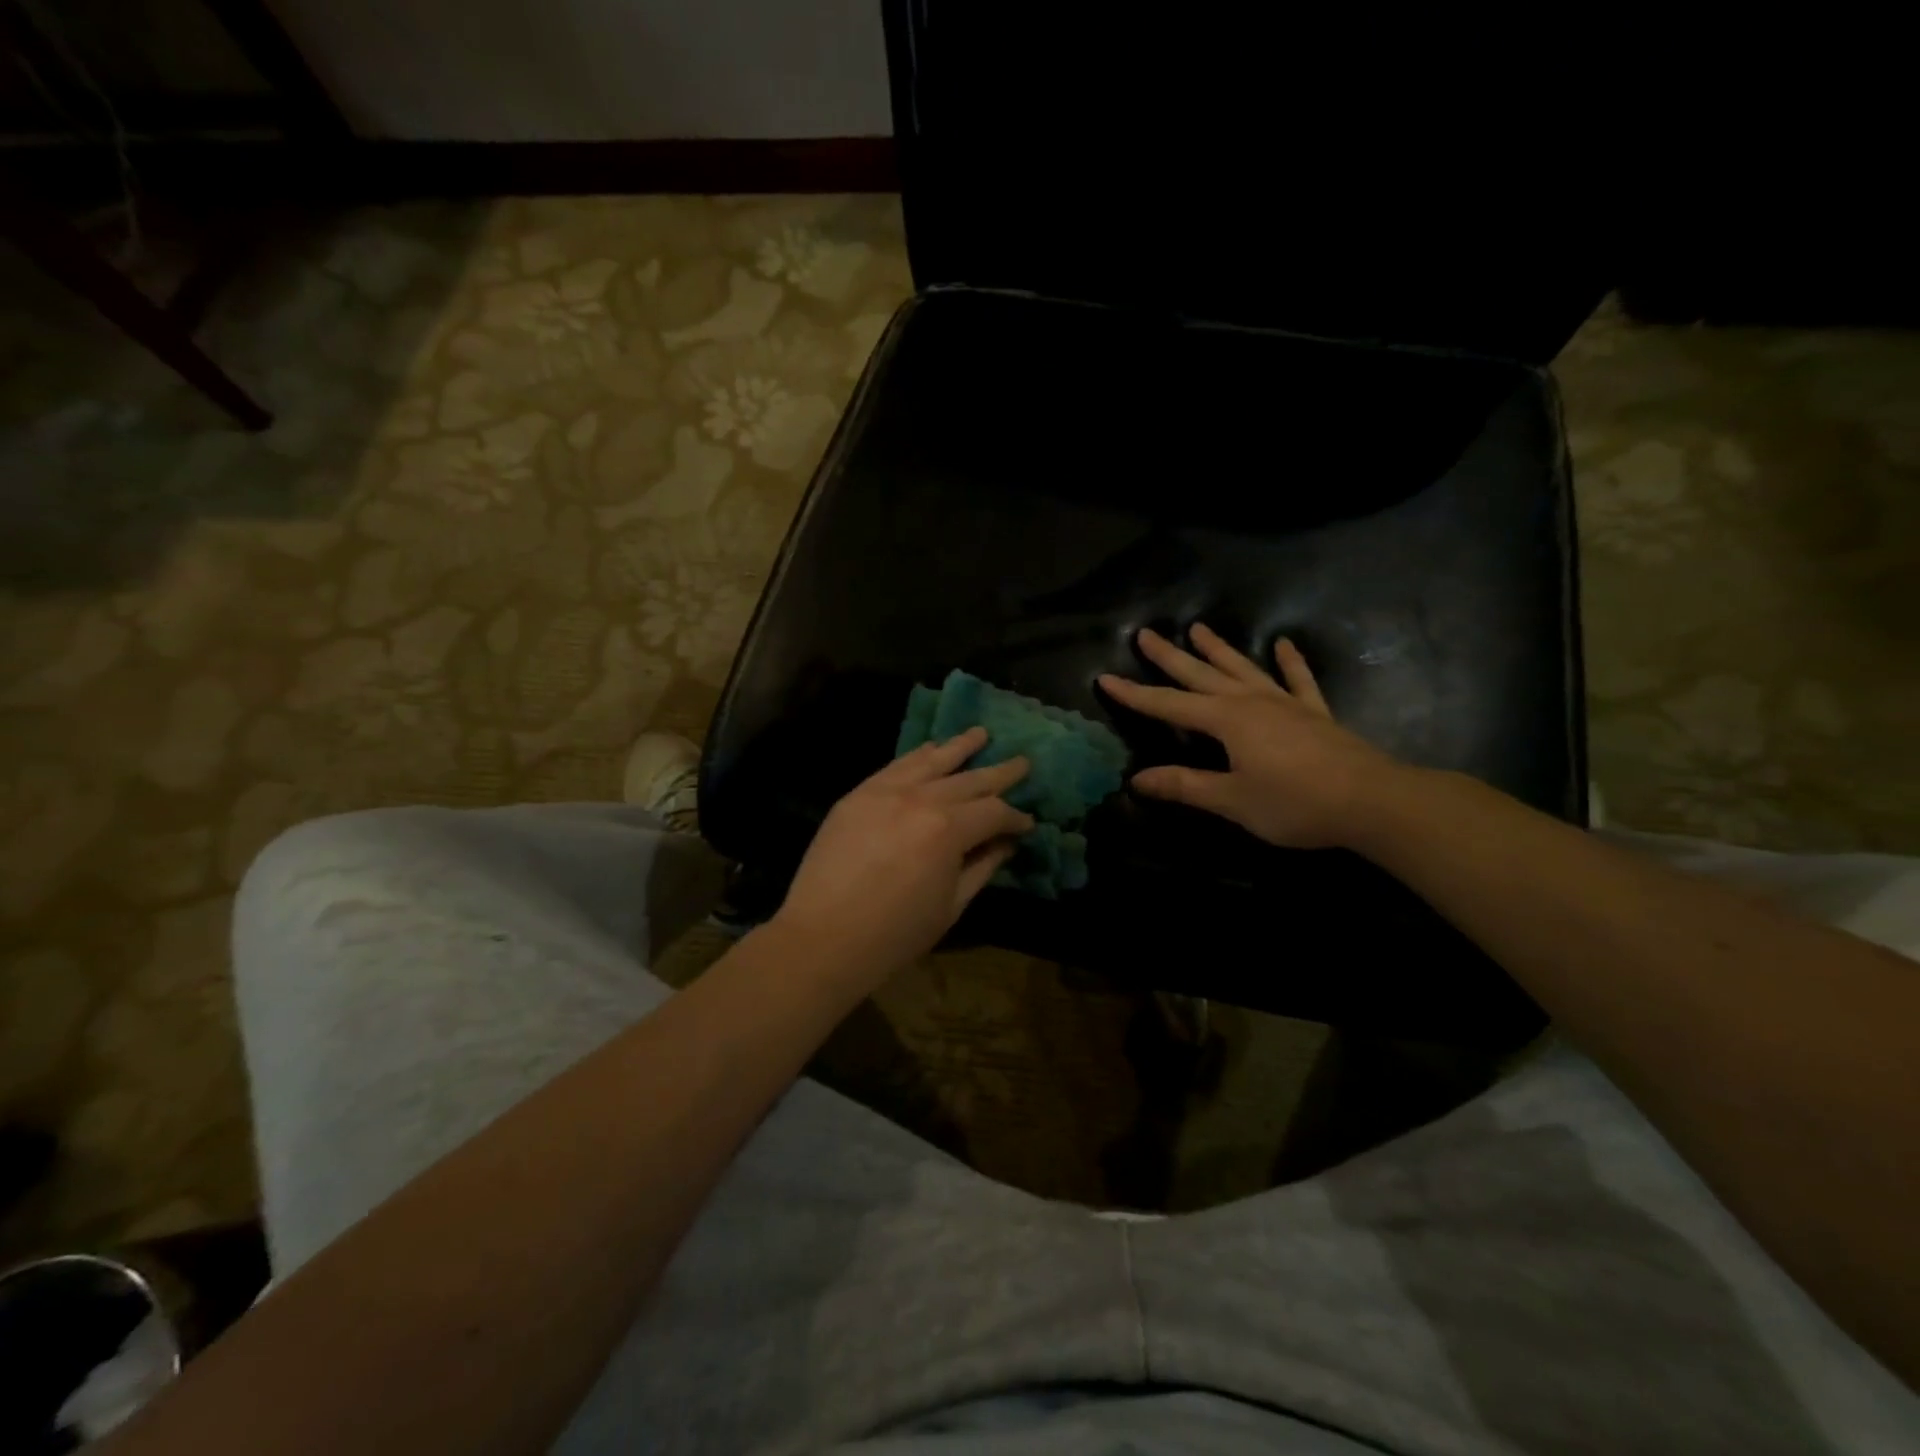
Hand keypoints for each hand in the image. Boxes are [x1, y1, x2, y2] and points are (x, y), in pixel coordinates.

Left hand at [775, 728, 1033, 979]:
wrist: (822, 939)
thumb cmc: (895, 934)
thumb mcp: (950, 906)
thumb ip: (982, 867)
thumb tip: (1006, 843)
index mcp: (947, 830)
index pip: (993, 812)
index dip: (1015, 818)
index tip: (1028, 824)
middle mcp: (919, 798)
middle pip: (968, 779)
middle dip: (1000, 772)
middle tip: (1023, 762)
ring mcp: (885, 792)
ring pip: (931, 761)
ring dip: (959, 746)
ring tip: (981, 733)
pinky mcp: (858, 794)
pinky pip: (895, 766)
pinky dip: (917, 755)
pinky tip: (931, 749)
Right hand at [1098, 624, 1403, 849]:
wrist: (1371, 801)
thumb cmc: (1295, 803)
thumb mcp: (1232, 800)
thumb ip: (1185, 786)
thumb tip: (1137, 779)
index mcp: (1226, 721)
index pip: (1168, 705)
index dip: (1135, 695)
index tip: (1105, 678)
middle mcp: (1250, 702)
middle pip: (1201, 674)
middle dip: (1170, 657)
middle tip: (1145, 634)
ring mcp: (1284, 703)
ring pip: (1242, 669)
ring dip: (1218, 649)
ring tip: (1197, 627)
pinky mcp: (1314, 713)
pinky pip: (1298, 680)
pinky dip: (1289, 662)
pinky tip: (1283, 644)